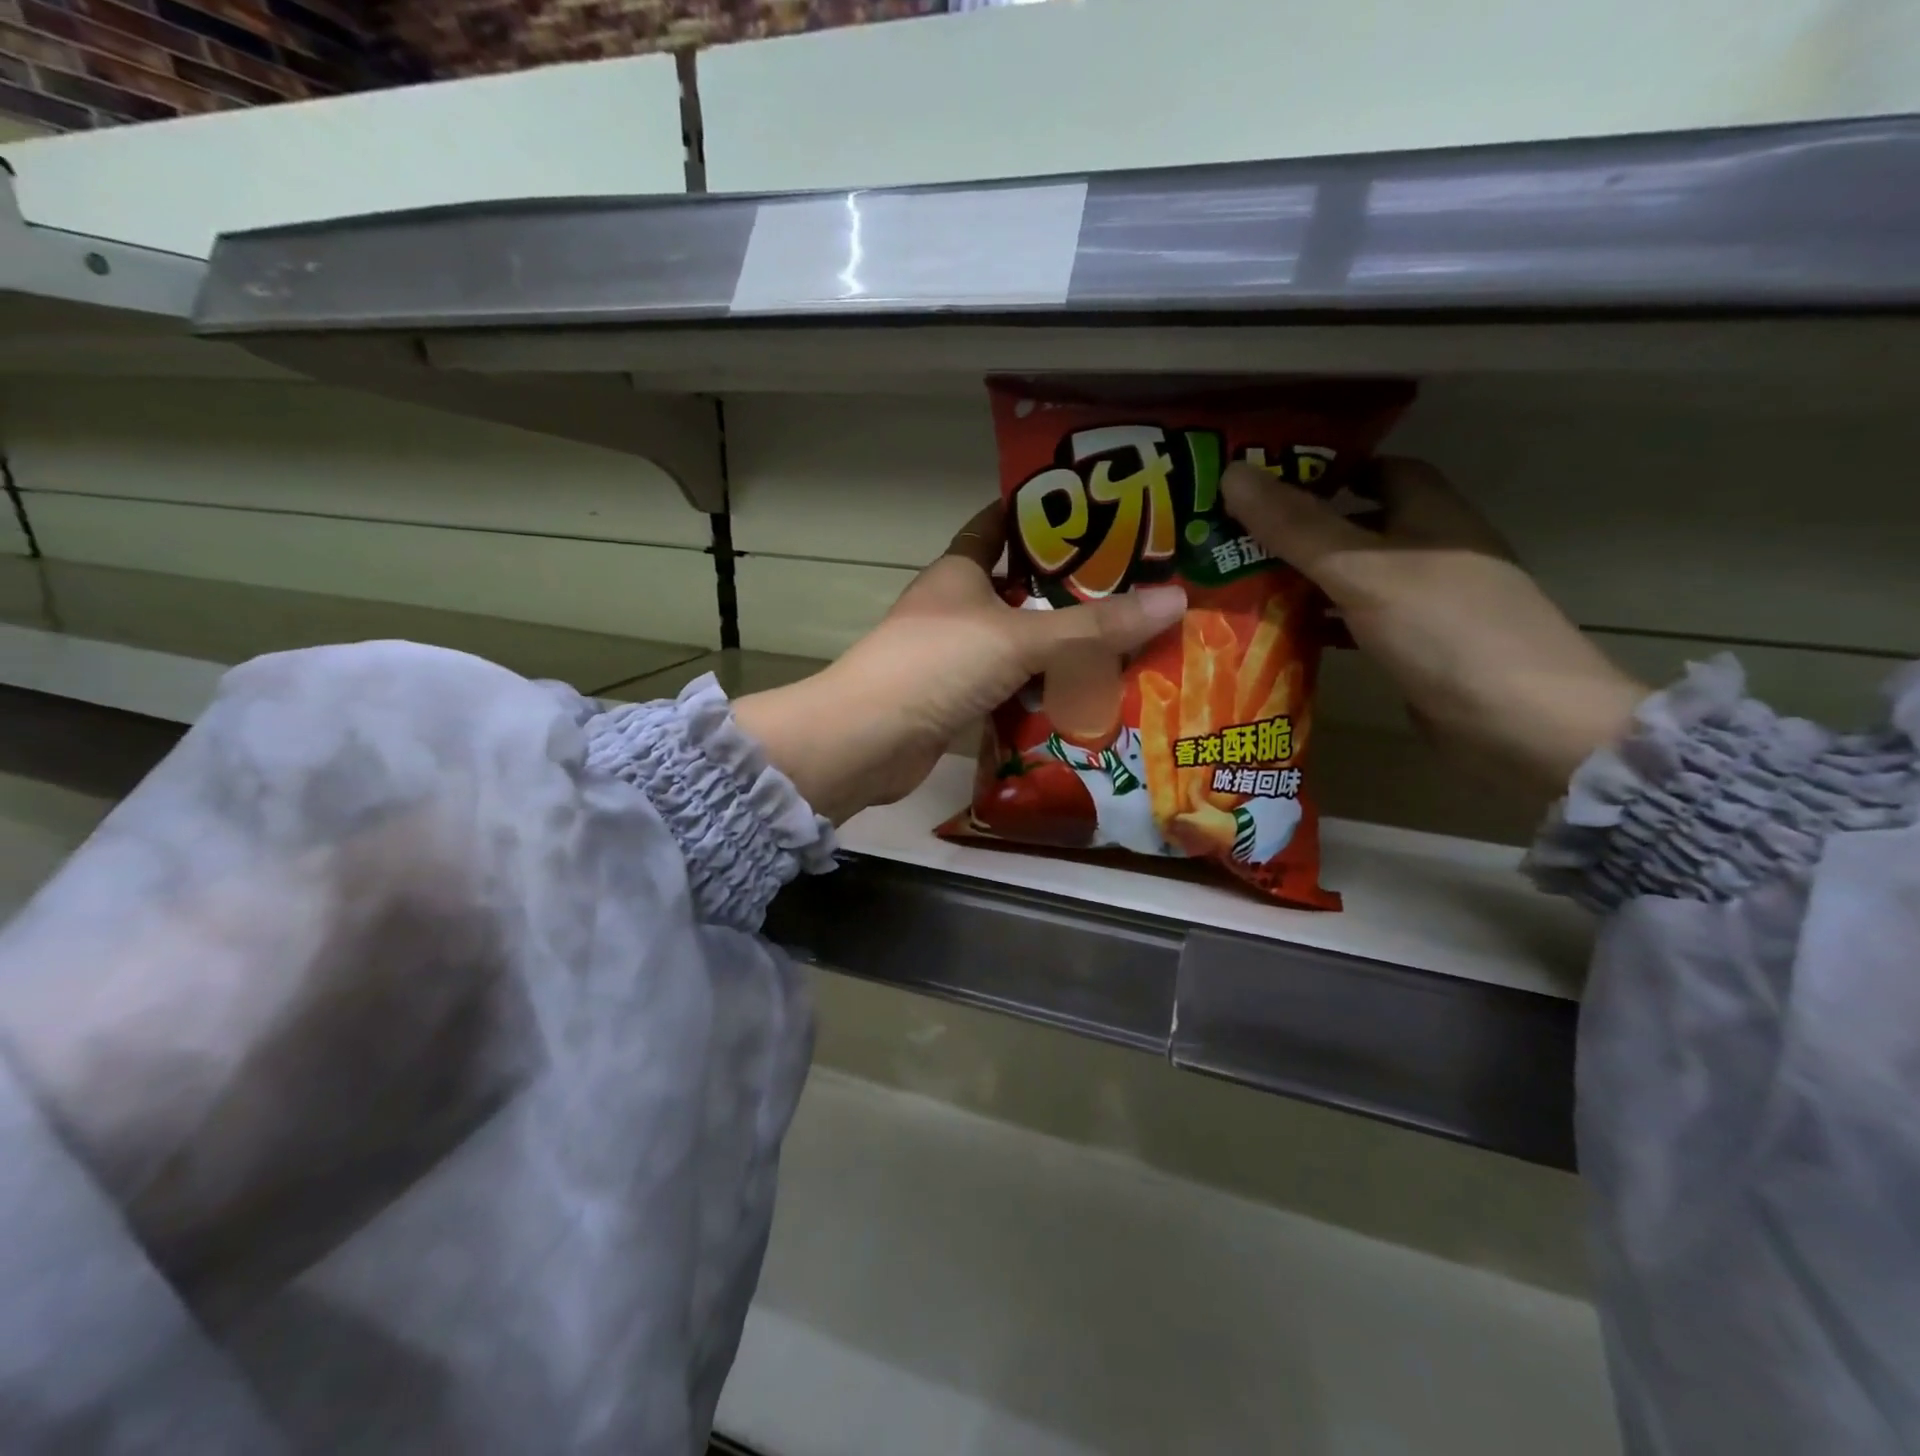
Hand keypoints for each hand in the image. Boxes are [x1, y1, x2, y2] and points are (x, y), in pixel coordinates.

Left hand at [735, 504, 1187, 822]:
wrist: (868, 740)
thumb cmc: (938, 664)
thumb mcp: (1021, 637)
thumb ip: (1095, 625)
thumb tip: (1176, 599)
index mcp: (960, 571)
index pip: (999, 525)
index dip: (1039, 514)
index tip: (1094, 511)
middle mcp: (954, 607)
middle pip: (1018, 589)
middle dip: (1069, 590)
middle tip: (1134, 586)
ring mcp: (952, 656)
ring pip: (1017, 642)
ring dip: (1060, 646)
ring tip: (1125, 641)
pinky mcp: (954, 699)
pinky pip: (1010, 686)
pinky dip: (1041, 690)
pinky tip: (1085, 696)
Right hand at [1221, 458, 1645, 790]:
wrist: (1522, 722)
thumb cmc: (1444, 629)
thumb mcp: (1362, 570)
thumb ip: (1296, 527)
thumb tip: (1232, 474)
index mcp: (1430, 512)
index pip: (1373, 469)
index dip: (1319, 472)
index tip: (1260, 484)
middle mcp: (1430, 549)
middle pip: (1354, 525)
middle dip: (1296, 530)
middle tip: (1230, 537)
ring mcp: (1425, 601)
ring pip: (1351, 576)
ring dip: (1302, 579)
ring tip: (1237, 583)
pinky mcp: (1415, 646)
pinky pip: (1355, 621)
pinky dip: (1319, 623)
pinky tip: (1278, 635)